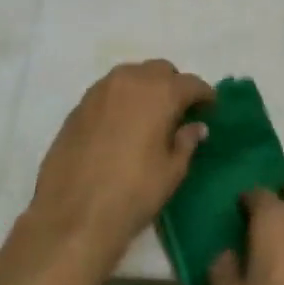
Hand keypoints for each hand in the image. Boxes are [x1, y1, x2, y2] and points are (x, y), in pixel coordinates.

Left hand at [24, 59, 213, 271]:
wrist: (73, 213)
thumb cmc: (133, 193)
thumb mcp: (172, 171)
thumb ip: (186, 142)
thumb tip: (196, 127)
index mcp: (159, 93)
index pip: (191, 83)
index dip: (204, 96)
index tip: (210, 110)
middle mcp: (129, 81)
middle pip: (159, 70)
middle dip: (174, 85)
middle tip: (180, 112)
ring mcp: (100, 90)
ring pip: (131, 75)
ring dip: (146, 88)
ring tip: (151, 116)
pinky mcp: (79, 106)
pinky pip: (109, 91)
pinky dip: (122, 99)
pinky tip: (123, 124)